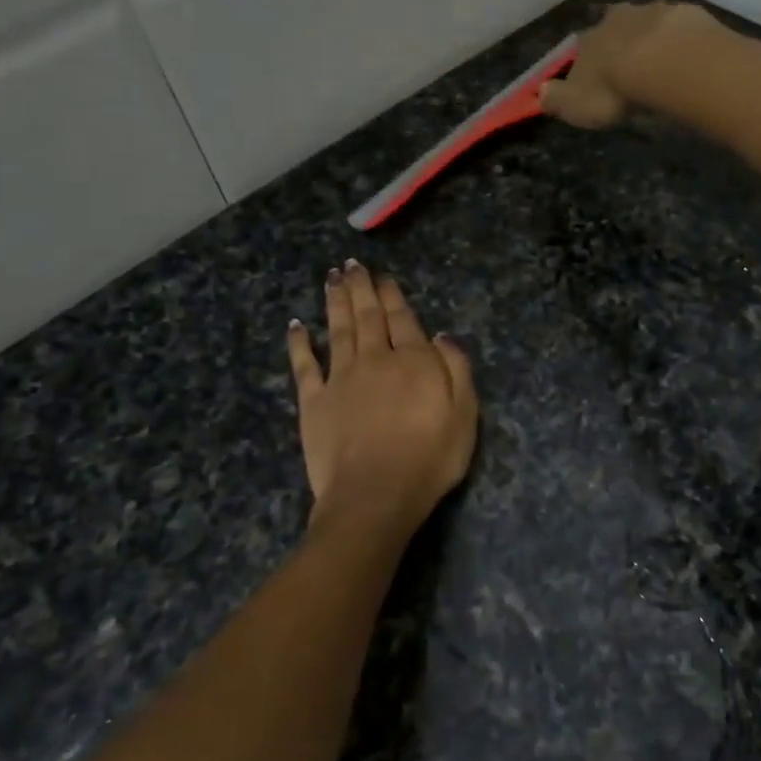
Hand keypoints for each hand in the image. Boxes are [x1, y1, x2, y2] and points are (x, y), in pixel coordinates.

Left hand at [287, 262, 477, 539]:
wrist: (375, 495)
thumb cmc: (429, 459)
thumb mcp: (464, 415)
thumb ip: (456, 370)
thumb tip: (442, 335)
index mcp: (413, 362)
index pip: (403, 319)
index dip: (393, 296)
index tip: (384, 277)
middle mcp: (375, 360)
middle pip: (368, 317)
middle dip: (361, 288)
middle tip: (352, 265)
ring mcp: (341, 378)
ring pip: (338, 330)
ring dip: (335, 302)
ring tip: (331, 278)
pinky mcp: (314, 401)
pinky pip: (304, 365)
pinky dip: (299, 343)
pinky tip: (296, 325)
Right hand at [538, 2, 717, 128]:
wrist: (664, 63)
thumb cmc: (614, 90)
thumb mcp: (575, 105)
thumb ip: (557, 99)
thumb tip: (540, 93)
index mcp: (589, 41)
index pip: (581, 49)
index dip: (587, 63)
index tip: (595, 78)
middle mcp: (617, 20)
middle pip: (614, 28)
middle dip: (619, 43)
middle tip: (630, 66)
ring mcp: (653, 13)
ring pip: (647, 23)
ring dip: (650, 39)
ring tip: (660, 63)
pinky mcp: (685, 16)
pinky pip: (679, 28)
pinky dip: (679, 39)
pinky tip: (686, 57)